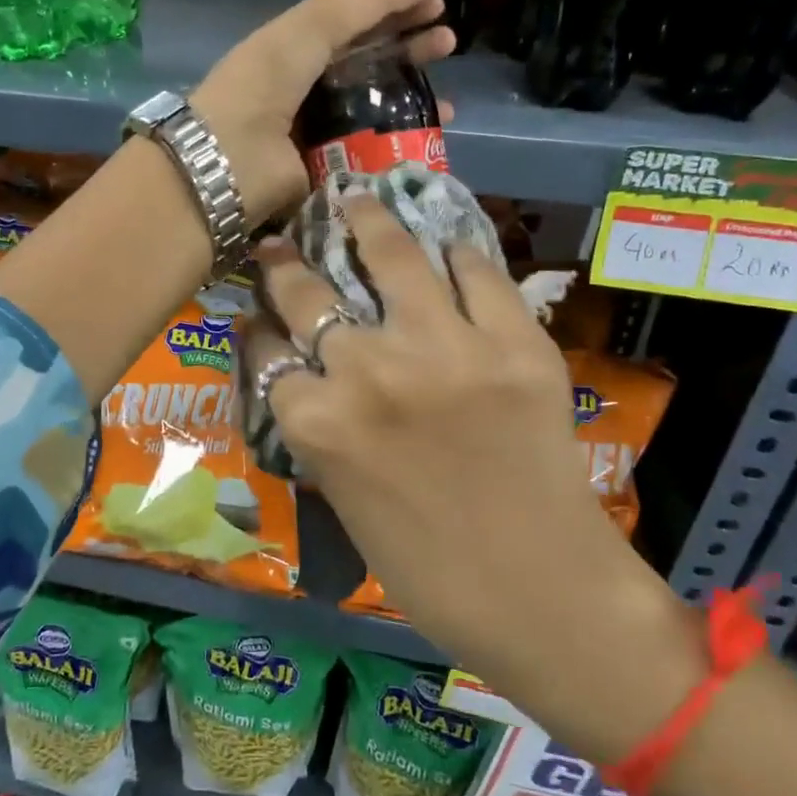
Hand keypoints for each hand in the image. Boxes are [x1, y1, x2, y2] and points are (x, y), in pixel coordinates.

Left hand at [188, 0, 452, 225]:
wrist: (227, 162)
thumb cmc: (264, 85)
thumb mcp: (310, 28)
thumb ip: (365, 1)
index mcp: (294, 49)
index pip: (352, 23)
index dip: (393, 8)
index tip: (437, 0)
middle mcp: (306, 88)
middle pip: (367, 64)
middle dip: (410, 50)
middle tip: (448, 43)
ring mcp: (317, 132)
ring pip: (374, 110)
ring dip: (412, 100)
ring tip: (449, 99)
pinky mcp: (326, 172)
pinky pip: (370, 152)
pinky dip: (401, 143)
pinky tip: (431, 136)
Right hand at [247, 195, 694, 760]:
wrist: (540, 595)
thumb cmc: (426, 567)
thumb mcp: (342, 495)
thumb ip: (313, 423)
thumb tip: (292, 366)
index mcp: (318, 423)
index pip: (265, 348)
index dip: (256, 326)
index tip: (256, 311)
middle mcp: (369, 371)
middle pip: (309, 293)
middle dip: (285, 265)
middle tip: (281, 245)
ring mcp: (446, 349)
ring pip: (392, 256)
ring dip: (366, 221)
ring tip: (355, 199)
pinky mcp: (515, 344)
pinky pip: (477, 274)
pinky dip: (456, 257)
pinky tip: (443, 247)